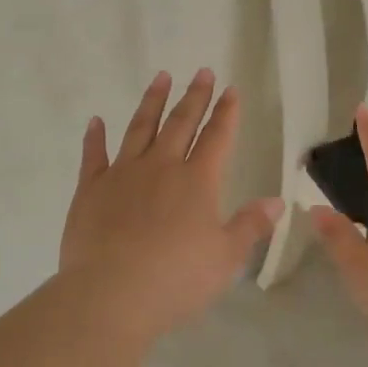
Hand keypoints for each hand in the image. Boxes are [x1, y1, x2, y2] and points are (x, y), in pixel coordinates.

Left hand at [59, 69, 282, 342]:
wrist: (111, 295)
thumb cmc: (176, 279)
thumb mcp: (225, 257)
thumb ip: (251, 225)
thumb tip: (277, 201)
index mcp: (197, 181)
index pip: (217, 137)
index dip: (226, 113)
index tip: (230, 89)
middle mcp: (161, 167)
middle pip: (181, 123)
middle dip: (194, 96)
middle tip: (201, 71)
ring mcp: (122, 174)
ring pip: (139, 128)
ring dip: (151, 102)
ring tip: (160, 77)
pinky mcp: (90, 190)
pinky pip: (93, 156)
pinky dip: (95, 137)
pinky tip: (96, 122)